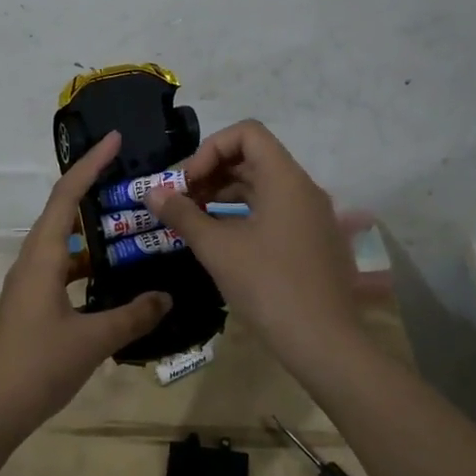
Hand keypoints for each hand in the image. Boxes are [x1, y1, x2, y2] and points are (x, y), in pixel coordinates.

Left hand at [0, 132, 170, 443]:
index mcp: (43, 256)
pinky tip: (112, 277)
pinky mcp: (32, 305)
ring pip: (64, 243)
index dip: (90, 165)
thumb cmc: (37, 364)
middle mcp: (33, 261)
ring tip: (129, 224)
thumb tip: (166, 296)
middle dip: (93, 189)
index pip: (67, 196)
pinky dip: (88, 263)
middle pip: (63, 212)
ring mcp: (30, 284)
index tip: (114, 140)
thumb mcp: (92, 340)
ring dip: (93, 230)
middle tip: (131, 181)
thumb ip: (133, 316)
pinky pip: (63, 269)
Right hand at [146, 120, 363, 373]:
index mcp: (285, 179)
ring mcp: (311, 216)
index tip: (188, 183)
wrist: (324, 342)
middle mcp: (303, 188)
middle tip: (182, 201)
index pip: (246, 133)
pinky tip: (221, 240)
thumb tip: (151, 192)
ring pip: (262, 186)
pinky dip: (244, 214)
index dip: (210, 149)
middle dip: (212, 172)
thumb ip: (182, 215)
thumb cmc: (268, 286)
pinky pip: (274, 210)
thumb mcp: (217, 249)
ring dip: (225, 194)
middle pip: (253, 158)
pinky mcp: (312, 241)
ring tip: (194, 220)